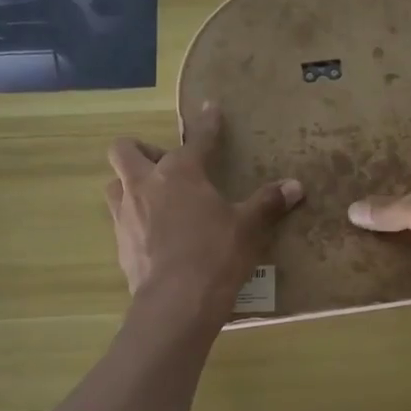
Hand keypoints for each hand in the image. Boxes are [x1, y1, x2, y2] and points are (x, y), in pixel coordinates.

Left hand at [104, 101, 303, 319]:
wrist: (176, 302)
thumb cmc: (216, 255)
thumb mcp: (248, 228)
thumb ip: (268, 203)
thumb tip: (296, 186)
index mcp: (180, 172)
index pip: (197, 139)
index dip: (207, 123)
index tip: (210, 109)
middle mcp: (145, 184)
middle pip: (125, 150)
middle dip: (142, 150)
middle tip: (166, 166)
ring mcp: (126, 214)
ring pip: (114, 184)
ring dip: (130, 184)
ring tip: (154, 199)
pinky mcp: (120, 244)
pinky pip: (120, 220)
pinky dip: (135, 220)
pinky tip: (155, 236)